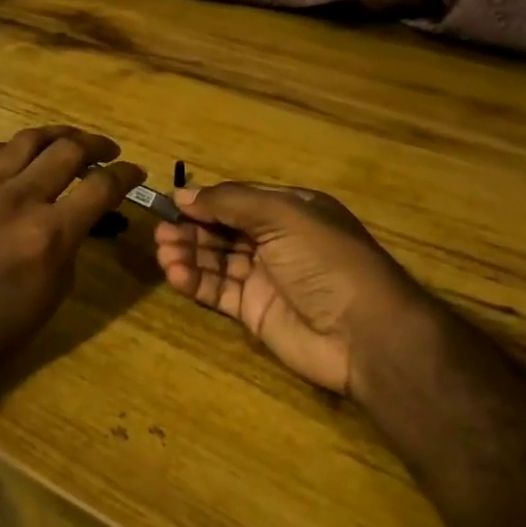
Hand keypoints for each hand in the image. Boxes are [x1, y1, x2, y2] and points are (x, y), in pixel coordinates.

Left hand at [0, 126, 144, 375]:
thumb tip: (83, 211)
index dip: (126, 174)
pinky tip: (26, 157)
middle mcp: (18, 200)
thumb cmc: (5, 325)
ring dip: (58, 136)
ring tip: (71, 143)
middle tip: (108, 152)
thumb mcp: (58, 287)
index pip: (100, 186)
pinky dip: (19, 149)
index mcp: (48, 235)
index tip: (137, 172)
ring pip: (29, 139)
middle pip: (68, 149)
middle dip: (97, 145)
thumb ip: (74, 239)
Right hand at [154, 182, 437, 402]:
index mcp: (291, 210)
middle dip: (193, 229)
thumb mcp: (281, 215)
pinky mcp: (255, 312)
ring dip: (189, 254)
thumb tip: (183, 194)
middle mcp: (277, 241)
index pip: (239, 200)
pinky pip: (219, 291)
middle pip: (224, 230)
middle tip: (160, 232)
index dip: (206, 201)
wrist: (365, 332)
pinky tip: (175, 274)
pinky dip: (196, 281)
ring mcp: (266, 278)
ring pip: (218, 260)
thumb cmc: (325, 259)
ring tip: (162, 252)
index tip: (171, 203)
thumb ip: (230, 202)